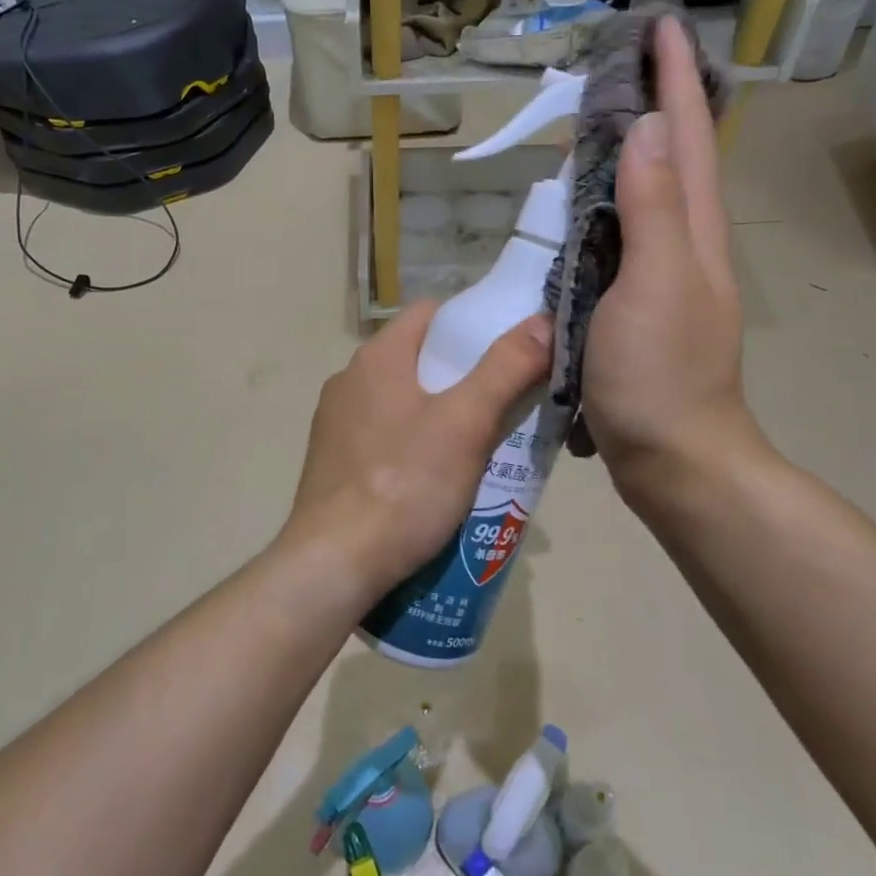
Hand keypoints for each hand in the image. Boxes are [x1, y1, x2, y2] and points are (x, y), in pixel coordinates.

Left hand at [285, 304, 549, 598]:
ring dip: (439, 413)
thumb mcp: (466, 424)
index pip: (431, 313)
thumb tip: (542, 319)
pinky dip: (413, 443)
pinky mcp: (332, 460)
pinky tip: (434, 478)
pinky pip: (384, 435)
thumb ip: (506, 368)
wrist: (334, 562)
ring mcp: (335, 422)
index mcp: (377, 357)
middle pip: (418, 358)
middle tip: (505, 405)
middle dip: (463, 376)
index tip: (510, 350)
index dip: (472, 323)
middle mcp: (349, 379)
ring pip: (402, 400)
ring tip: (479, 446)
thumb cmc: (404, 485)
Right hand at [581, 15, 764, 508]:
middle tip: (624, 61)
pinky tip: (589, 202)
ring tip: (603, 114)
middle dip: (659, 101)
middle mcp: (685, 244)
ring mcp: (664, 276)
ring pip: (652, 193)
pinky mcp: (639, 304)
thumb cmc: (661, 375)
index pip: (689, 137)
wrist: (674, 457)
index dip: (676, 79)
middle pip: (677, 157)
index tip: (659, 26)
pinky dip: (611, 201)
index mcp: (694, 232)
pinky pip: (626, 234)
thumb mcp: (654, 286)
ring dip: (635, 147)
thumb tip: (649, 126)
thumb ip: (653, 207)